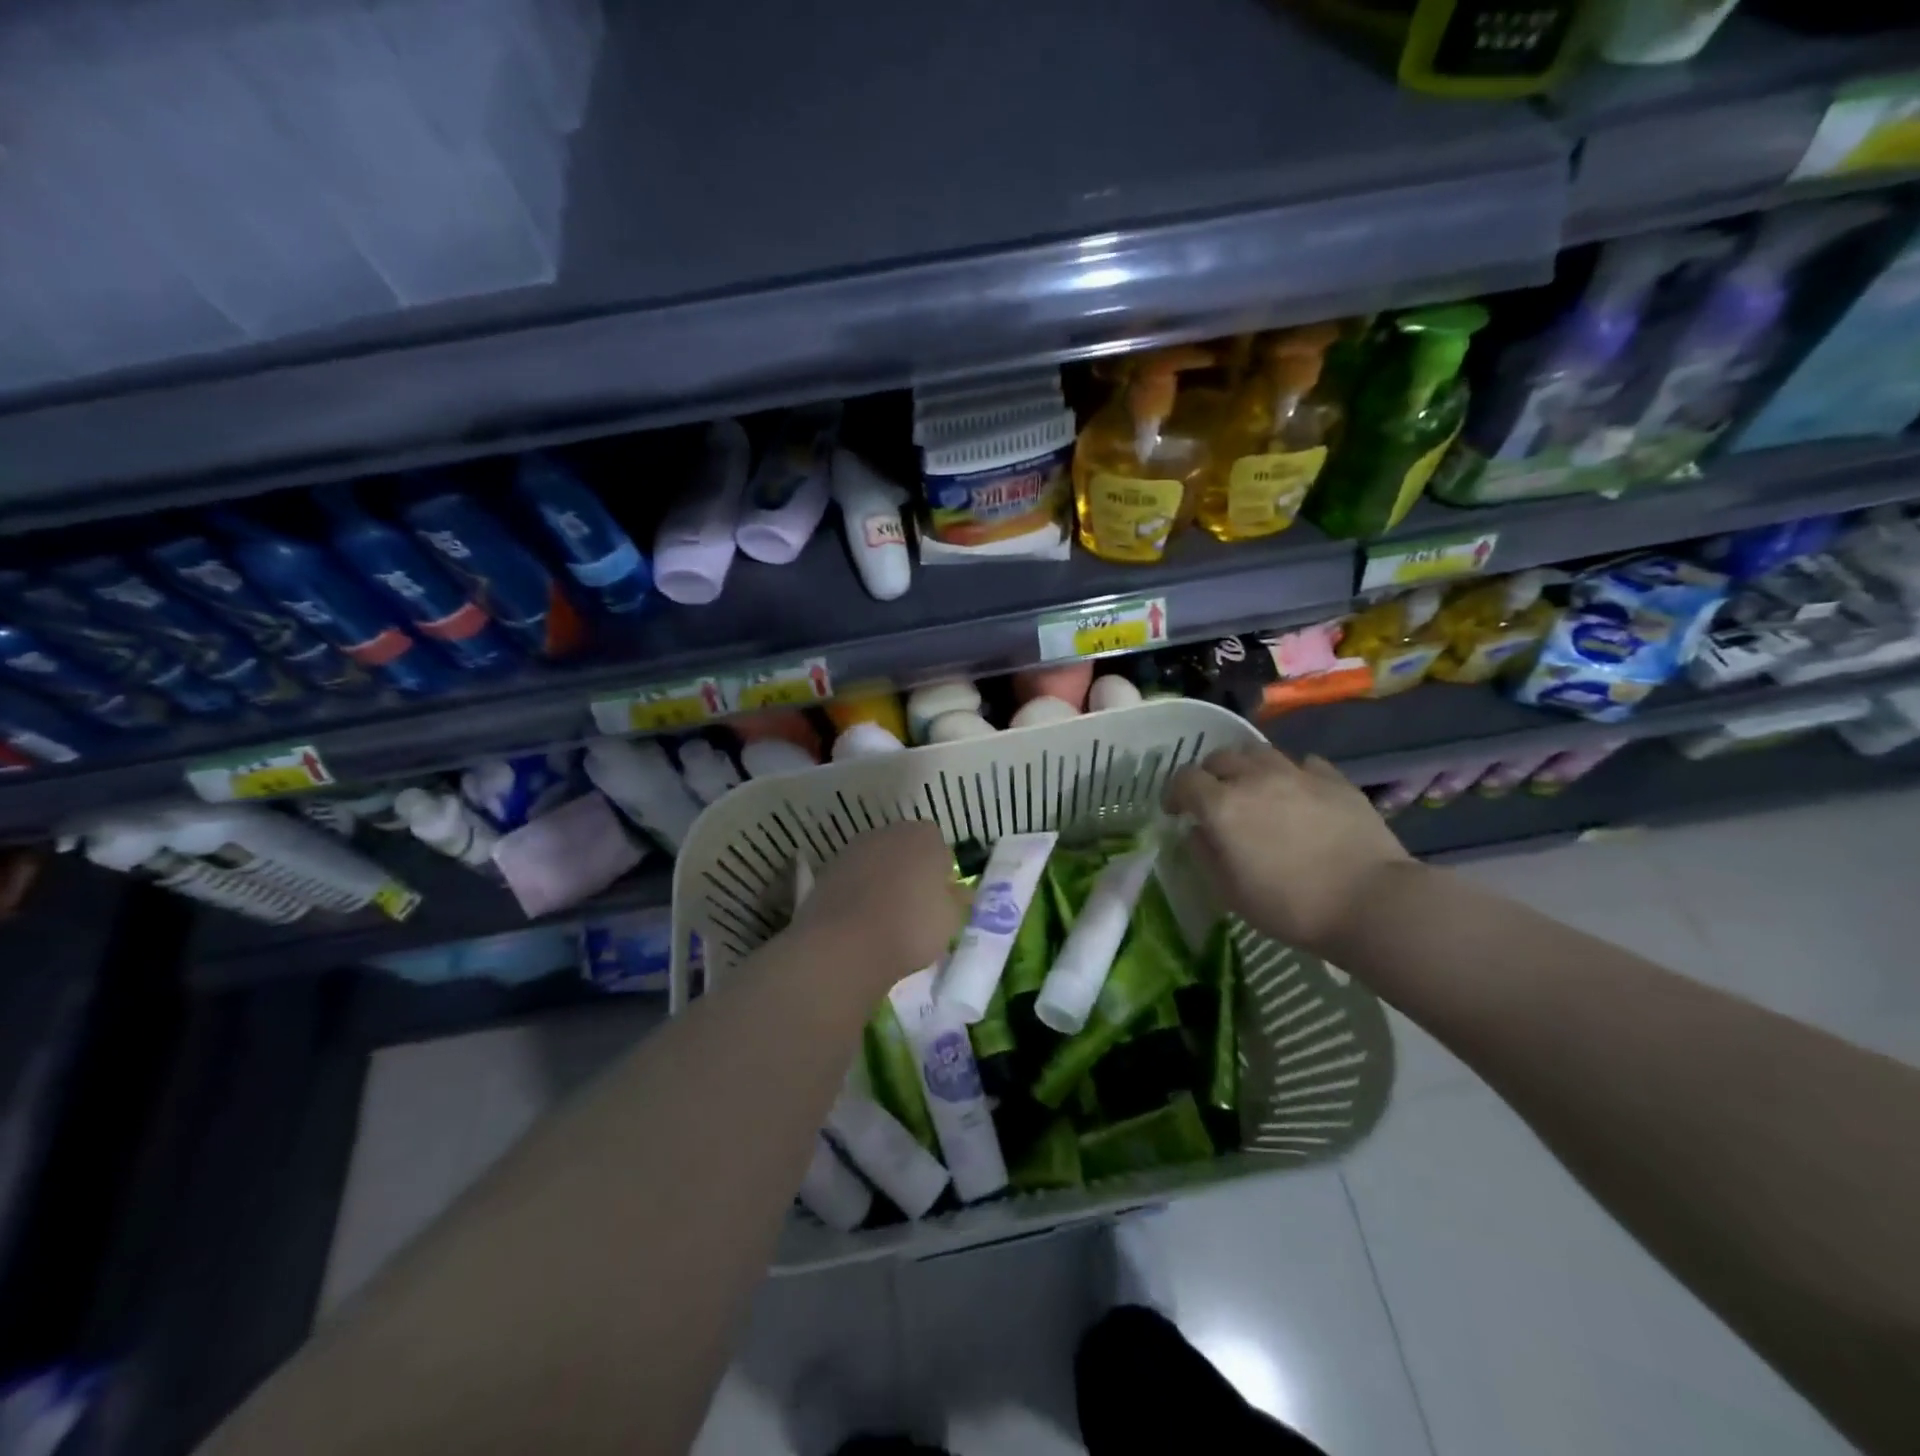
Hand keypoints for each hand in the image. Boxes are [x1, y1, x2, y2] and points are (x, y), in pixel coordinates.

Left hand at [790, 820, 966, 988]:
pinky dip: (857, 894)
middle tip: (914, 908)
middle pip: (905, 849)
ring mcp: (853, 850)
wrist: (844, 945)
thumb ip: (956, 901)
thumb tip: (957, 892)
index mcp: (923, 837)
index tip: (939, 899)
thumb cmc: (910, 928)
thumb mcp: (950, 921)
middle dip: (910, 872)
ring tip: (884, 919)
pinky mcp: (827, 871)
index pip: (939, 846)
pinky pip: (853, 880)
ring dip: (882, 881)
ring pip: (877, 863)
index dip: (941, 872)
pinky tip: (859, 923)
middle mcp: (887, 832)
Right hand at [1165, 745, 1410, 955]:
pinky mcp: (1334, 779)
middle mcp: (1254, 778)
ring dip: (1247, 767)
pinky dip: (1291, 773)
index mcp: (1222, 805)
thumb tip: (1197, 832)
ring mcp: (1297, 774)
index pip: (1184, 779)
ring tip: (1254, 789)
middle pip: (1220, 757)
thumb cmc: (1291, 905)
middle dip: (1210, 775)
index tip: (1177, 813)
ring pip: (1259, 751)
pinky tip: (1297, 793)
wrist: (1370, 902)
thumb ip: (1205, 855)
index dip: (1175, 793)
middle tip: (1215, 800)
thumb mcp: (1231, 892)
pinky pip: (1303, 763)